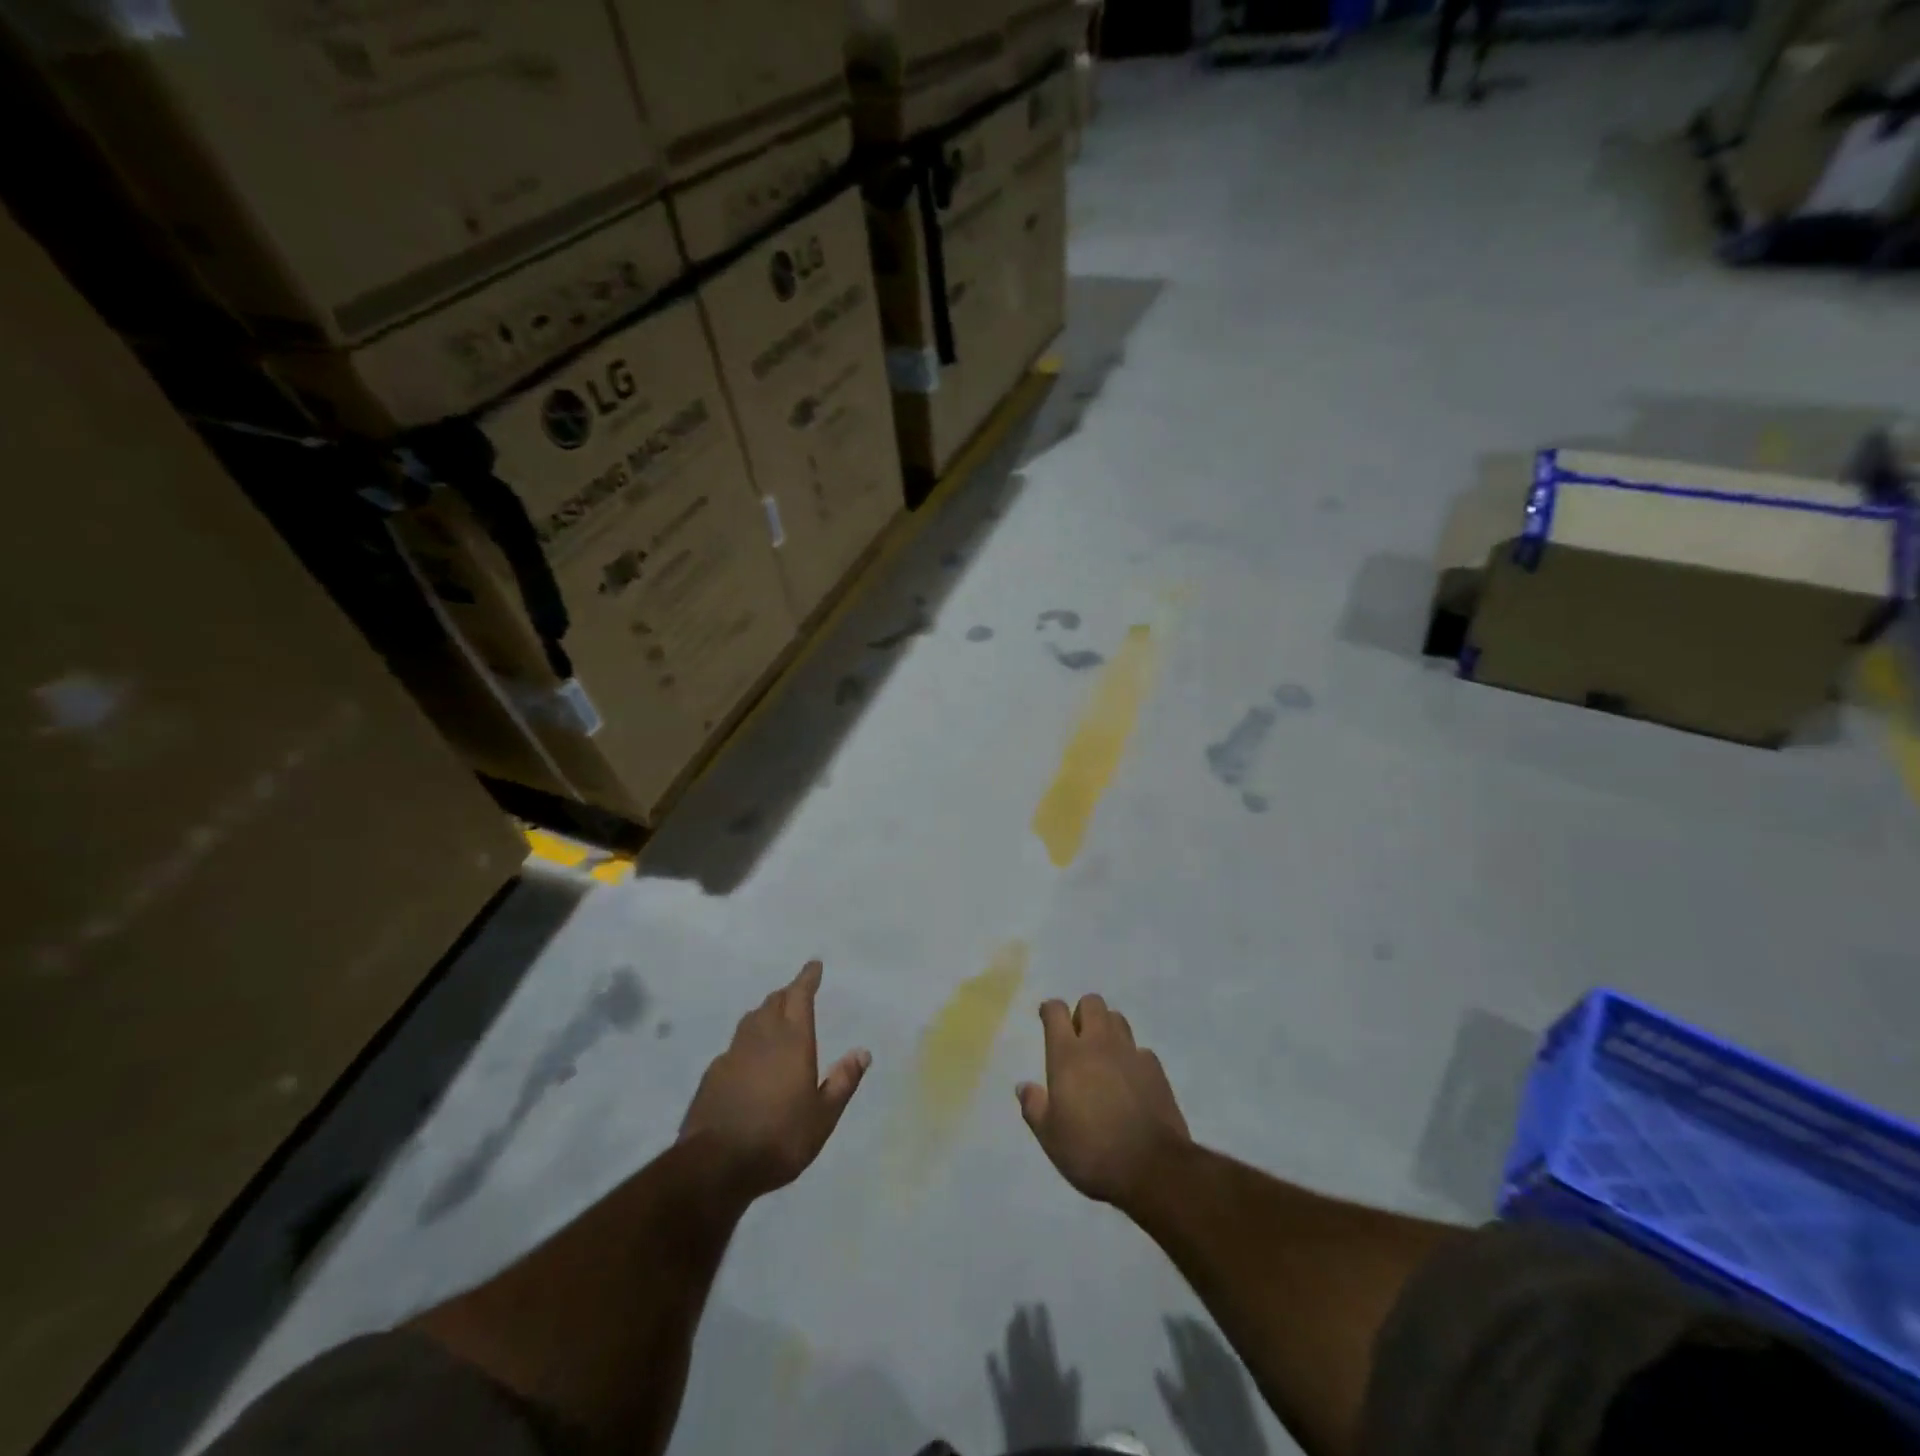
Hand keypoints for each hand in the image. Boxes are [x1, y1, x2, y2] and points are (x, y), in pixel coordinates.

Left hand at [680, 961, 870, 1197]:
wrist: (715, 1165)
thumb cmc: (780, 1137)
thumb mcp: (823, 1116)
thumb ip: (843, 1081)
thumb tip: (862, 1052)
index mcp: (792, 1040)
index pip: (799, 996)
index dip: (807, 978)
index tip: (814, 965)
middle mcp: (761, 1038)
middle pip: (773, 1003)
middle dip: (787, 994)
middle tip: (798, 993)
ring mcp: (733, 1054)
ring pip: (751, 1020)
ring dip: (766, 1013)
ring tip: (775, 1019)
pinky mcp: (713, 1074)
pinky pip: (735, 1046)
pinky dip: (747, 1042)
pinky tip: (749, 1060)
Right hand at [1018, 995, 1190, 1205]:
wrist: (1152, 1168)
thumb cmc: (1091, 1151)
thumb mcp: (1050, 1137)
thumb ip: (1034, 1106)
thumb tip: (1023, 1086)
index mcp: (1068, 1055)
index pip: (1056, 1011)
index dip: (1050, 1010)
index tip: (1046, 1018)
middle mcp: (1099, 1044)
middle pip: (1091, 1003)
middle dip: (1082, 1013)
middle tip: (1077, 1039)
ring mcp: (1131, 1053)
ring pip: (1117, 1019)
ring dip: (1107, 1028)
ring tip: (1103, 1055)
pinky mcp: (1155, 1069)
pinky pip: (1139, 1049)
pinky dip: (1131, 1057)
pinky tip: (1129, 1080)